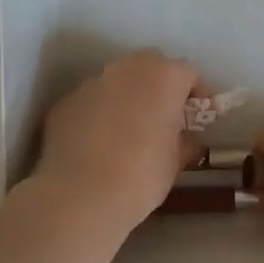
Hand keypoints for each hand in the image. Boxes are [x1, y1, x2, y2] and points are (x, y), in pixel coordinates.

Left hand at [37, 50, 200, 231]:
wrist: (79, 196)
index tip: (197, 118)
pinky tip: (96, 144)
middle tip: (163, 116)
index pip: (188, 74)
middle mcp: (128, 69)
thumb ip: (183, 142)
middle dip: (159, 86)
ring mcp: (92, 82)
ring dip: (126, 97)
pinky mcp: (66, 102)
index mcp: (164, 77)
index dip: (196, 95)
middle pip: (150, 66)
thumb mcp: (175, 163)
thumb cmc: (141, 176)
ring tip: (126, 131)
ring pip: (117, 81)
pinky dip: (98, 114)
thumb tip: (184, 140)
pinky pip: (91, 102)